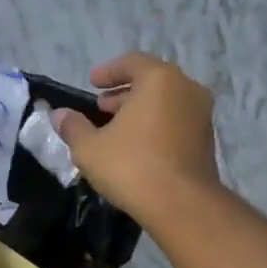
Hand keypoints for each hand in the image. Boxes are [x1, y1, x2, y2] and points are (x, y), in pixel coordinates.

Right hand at [52, 52, 219, 219]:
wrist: (182, 205)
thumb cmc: (132, 166)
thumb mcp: (90, 148)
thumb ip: (74, 126)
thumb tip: (59, 115)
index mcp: (160, 79)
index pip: (132, 62)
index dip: (108, 71)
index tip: (92, 83)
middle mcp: (187, 89)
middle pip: (151, 81)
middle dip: (124, 93)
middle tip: (101, 107)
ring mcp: (202, 115)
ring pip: (166, 102)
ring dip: (140, 111)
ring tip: (116, 129)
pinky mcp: (207, 140)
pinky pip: (177, 122)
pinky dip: (157, 125)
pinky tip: (138, 147)